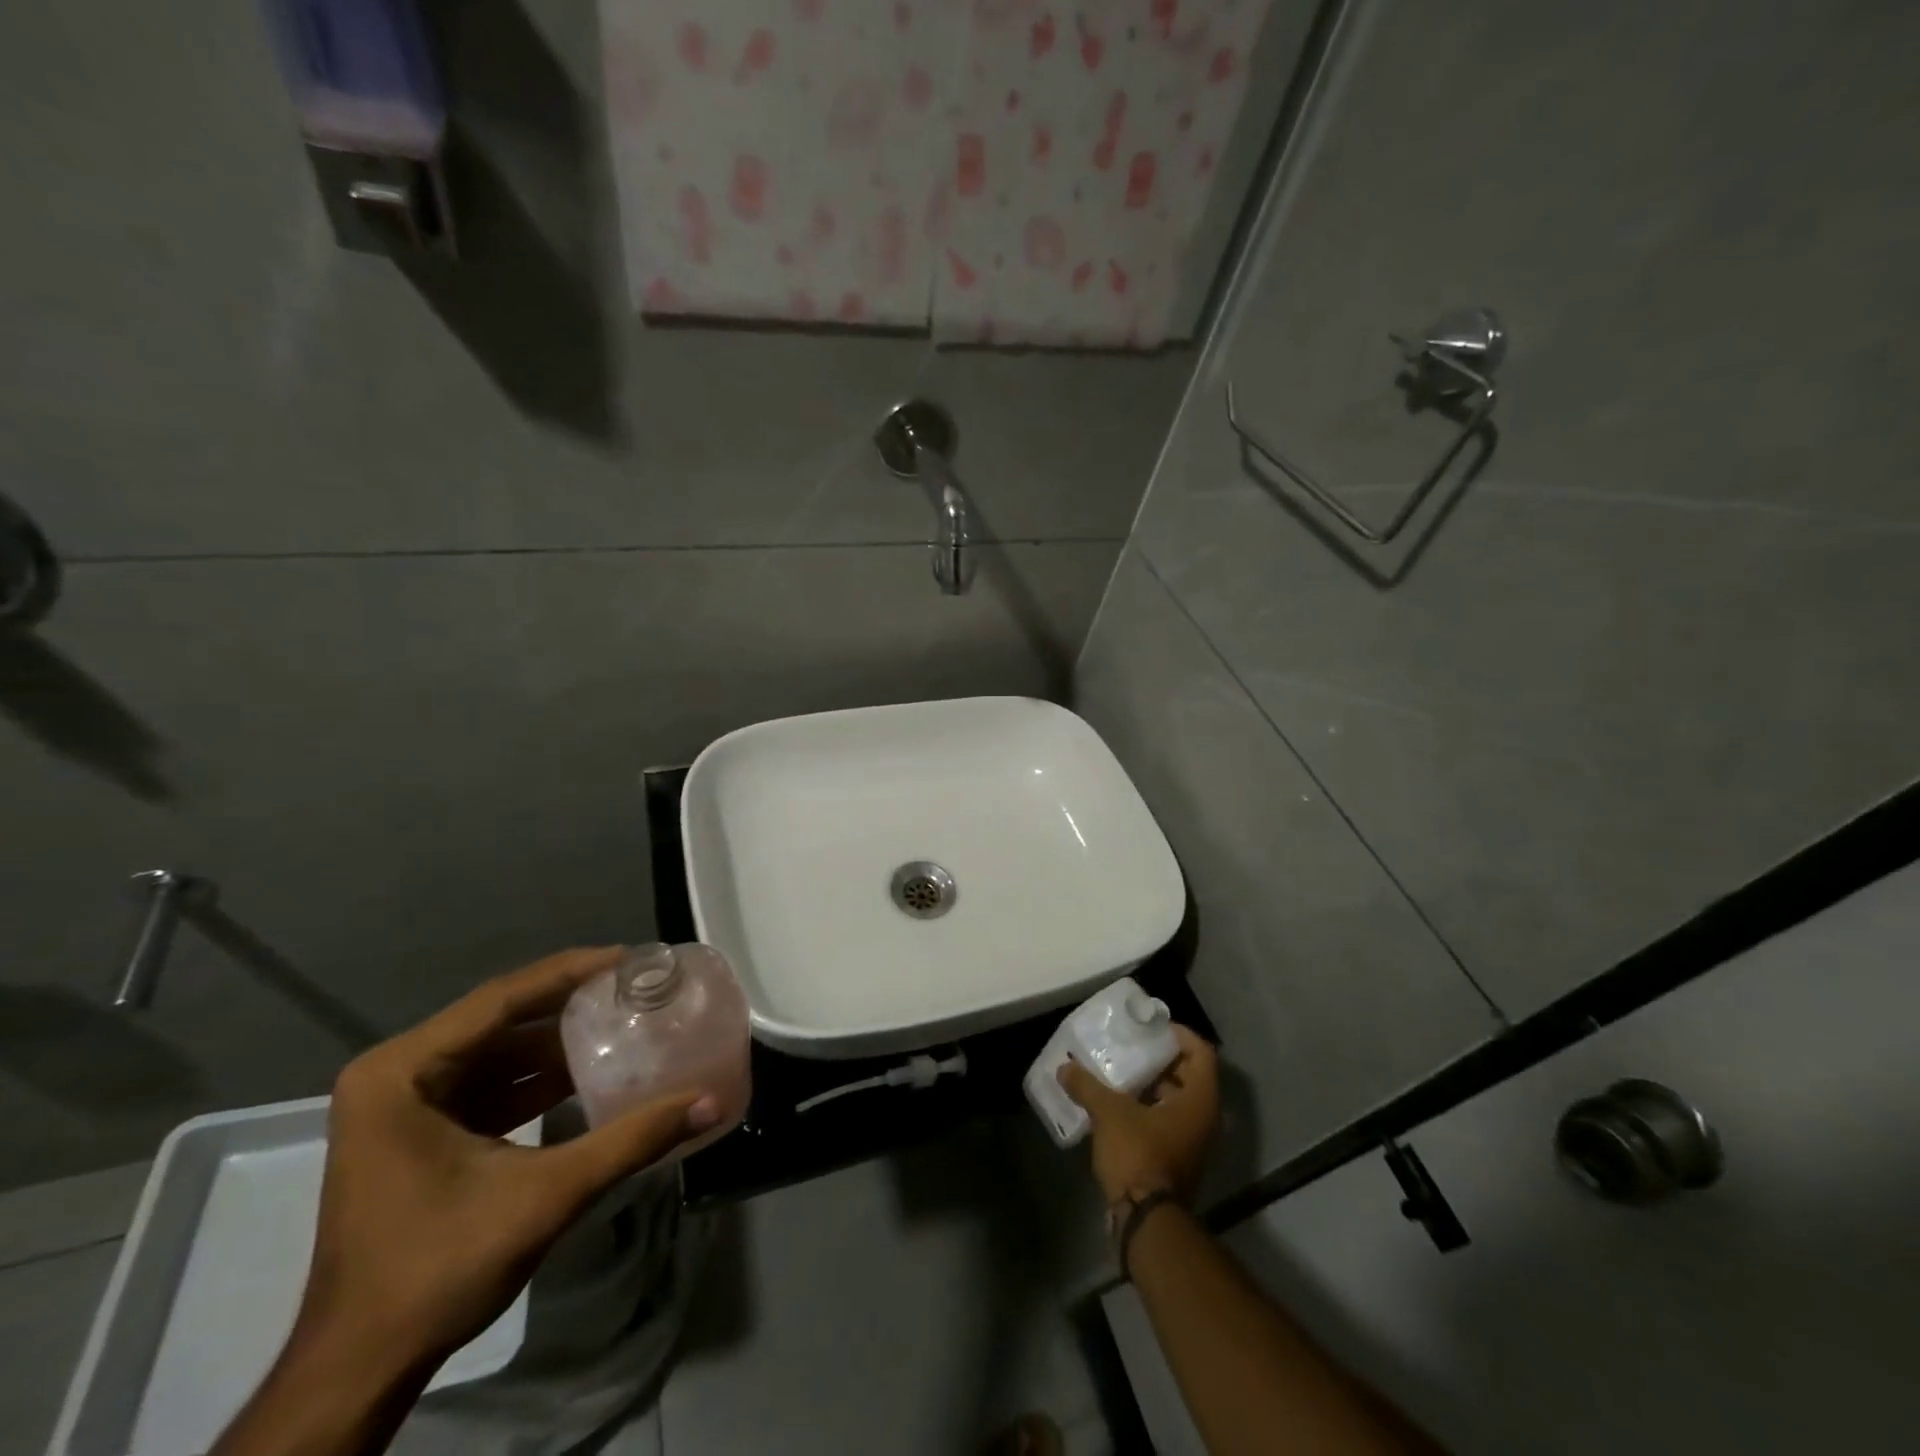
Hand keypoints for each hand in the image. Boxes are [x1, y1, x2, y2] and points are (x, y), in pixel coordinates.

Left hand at [296, 947, 718, 1373]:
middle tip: (633, 989)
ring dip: (556, 1044)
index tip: (628, 959)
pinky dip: (536, 1081)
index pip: (500, 1000)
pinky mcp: (417, 1134)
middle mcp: (394, 1075)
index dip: (569, 973)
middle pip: (499, 1021)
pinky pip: (487, 1086)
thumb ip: (630, 1141)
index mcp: (401, 1073)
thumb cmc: (437, 1268)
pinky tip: (587, 1074)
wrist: (360, 1368)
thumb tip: (709, 1102)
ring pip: (495, 1053)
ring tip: (622, 1022)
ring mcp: (401, 1106)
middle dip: (568, 1006)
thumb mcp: (545, 1196)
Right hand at [1058, 1025, 1218, 1206]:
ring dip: (1152, 1085)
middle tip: (1132, 1045)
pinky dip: (1147, 1108)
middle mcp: (1204, 1119)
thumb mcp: (1109, 1113)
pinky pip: (1167, 1121)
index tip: (1152, 1028)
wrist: (1145, 1221)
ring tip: (1119, 1071)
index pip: (1202, 1053)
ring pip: (1177, 1100)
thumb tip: (1064, 1068)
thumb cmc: (1138, 1155)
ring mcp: (1192, 1142)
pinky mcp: (1176, 1159)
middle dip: (1161, 1058)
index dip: (1180, 1035)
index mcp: (1199, 1100)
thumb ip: (1087, 1086)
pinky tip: (1116, 1104)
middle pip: (1190, 1075)